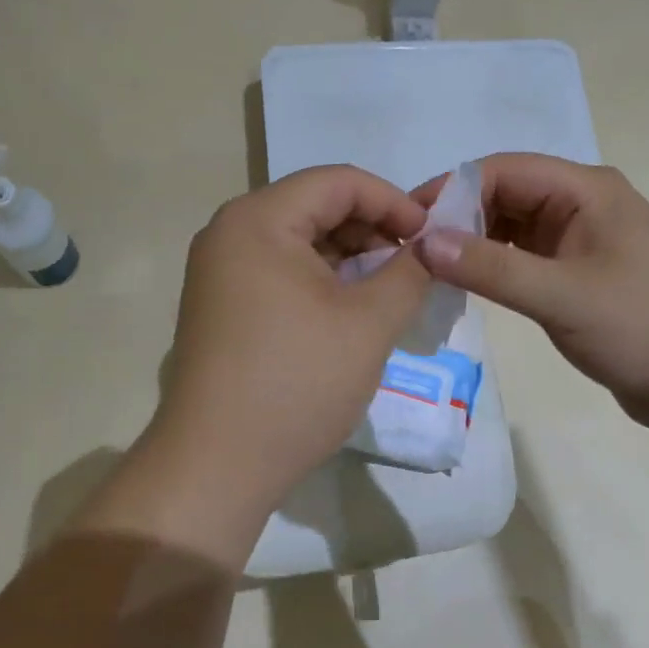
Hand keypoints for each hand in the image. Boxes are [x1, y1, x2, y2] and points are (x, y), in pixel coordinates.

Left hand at [149, 165, 430, 513]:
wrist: (217, 465)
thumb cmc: (297, 383)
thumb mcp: (369, 324)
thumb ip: (409, 271)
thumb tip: (430, 246)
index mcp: (259, 220)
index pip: (339, 181)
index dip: (394, 201)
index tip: (431, 237)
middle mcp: (230, 232)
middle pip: (316, 206)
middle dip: (372, 229)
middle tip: (414, 265)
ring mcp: (220, 270)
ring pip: (300, 240)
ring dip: (350, 256)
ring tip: (390, 289)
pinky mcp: (221, 304)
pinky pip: (281, 270)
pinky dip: (322, 279)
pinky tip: (352, 309)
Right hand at [412, 154, 648, 431]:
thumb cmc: (644, 328)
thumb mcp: (562, 296)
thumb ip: (491, 268)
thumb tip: (423, 241)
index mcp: (586, 190)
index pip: (503, 170)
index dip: (452, 190)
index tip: (408, 222)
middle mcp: (582, 204)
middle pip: (506, 195)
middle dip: (459, 217)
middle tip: (411, 250)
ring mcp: (582, 240)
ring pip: (513, 227)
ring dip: (474, 243)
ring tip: (429, 268)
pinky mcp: (580, 274)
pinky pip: (525, 258)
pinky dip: (495, 266)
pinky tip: (467, 284)